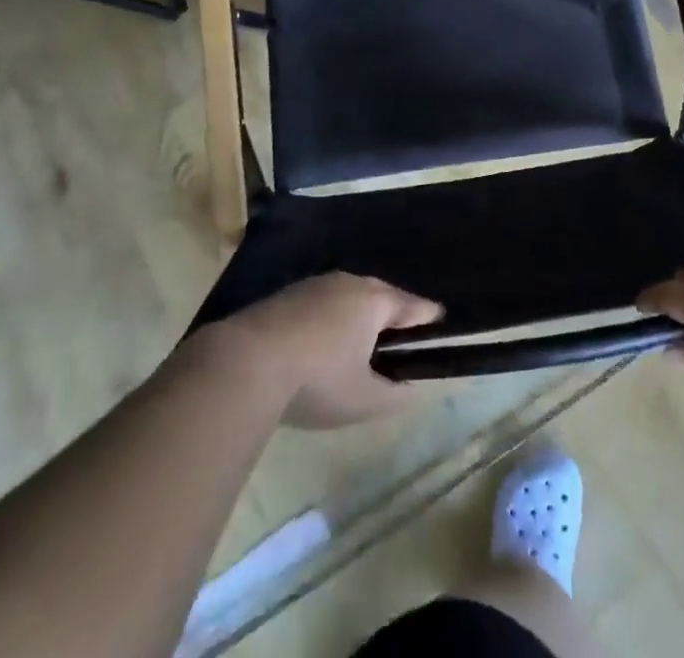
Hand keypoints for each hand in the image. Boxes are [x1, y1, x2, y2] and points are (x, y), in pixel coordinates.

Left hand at [201, 274, 443, 429]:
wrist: (245, 362)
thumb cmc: (317, 379)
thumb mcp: (363, 400)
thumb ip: (395, 395)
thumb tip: (413, 390)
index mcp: (375, 300)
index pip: (413, 305)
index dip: (428, 318)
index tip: (439, 325)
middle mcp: (349, 282)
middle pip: (381, 295)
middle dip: (392, 314)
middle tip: (398, 339)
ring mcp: (315, 285)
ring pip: (349, 296)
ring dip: (358, 316)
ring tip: (360, 342)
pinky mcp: (286, 295)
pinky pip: (322, 303)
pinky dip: (330, 319)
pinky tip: (321, 342)